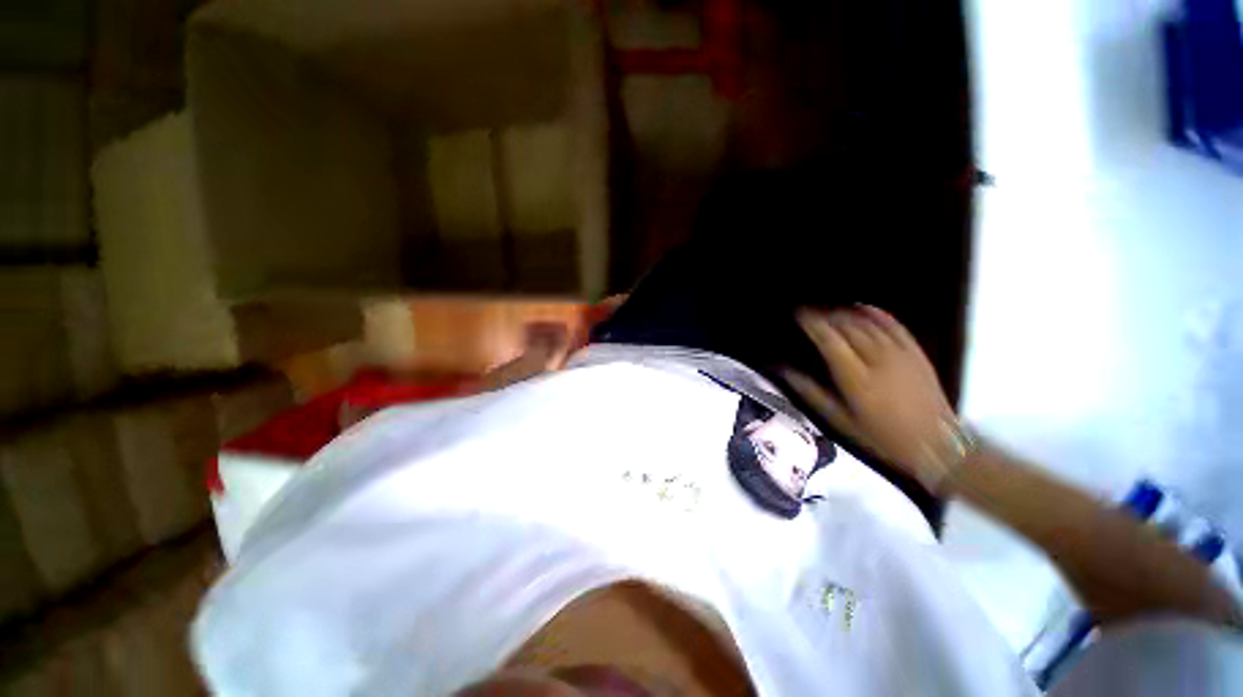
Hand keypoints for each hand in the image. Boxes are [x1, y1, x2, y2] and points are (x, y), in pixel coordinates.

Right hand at [784, 306, 962, 493]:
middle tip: (809, 311)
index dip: (812, 323)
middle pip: (847, 327)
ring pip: (868, 323)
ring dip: (845, 313)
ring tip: (828, 309)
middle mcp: (877, 360)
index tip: (798, 313)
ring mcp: (899, 354)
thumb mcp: (840, 420)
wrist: (936, 444)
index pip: (829, 340)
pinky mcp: (915, 352)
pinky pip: (894, 325)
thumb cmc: (881, 436)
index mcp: (855, 378)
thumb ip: (810, 392)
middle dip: (825, 314)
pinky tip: (862, 307)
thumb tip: (784, 371)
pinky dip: (876, 313)